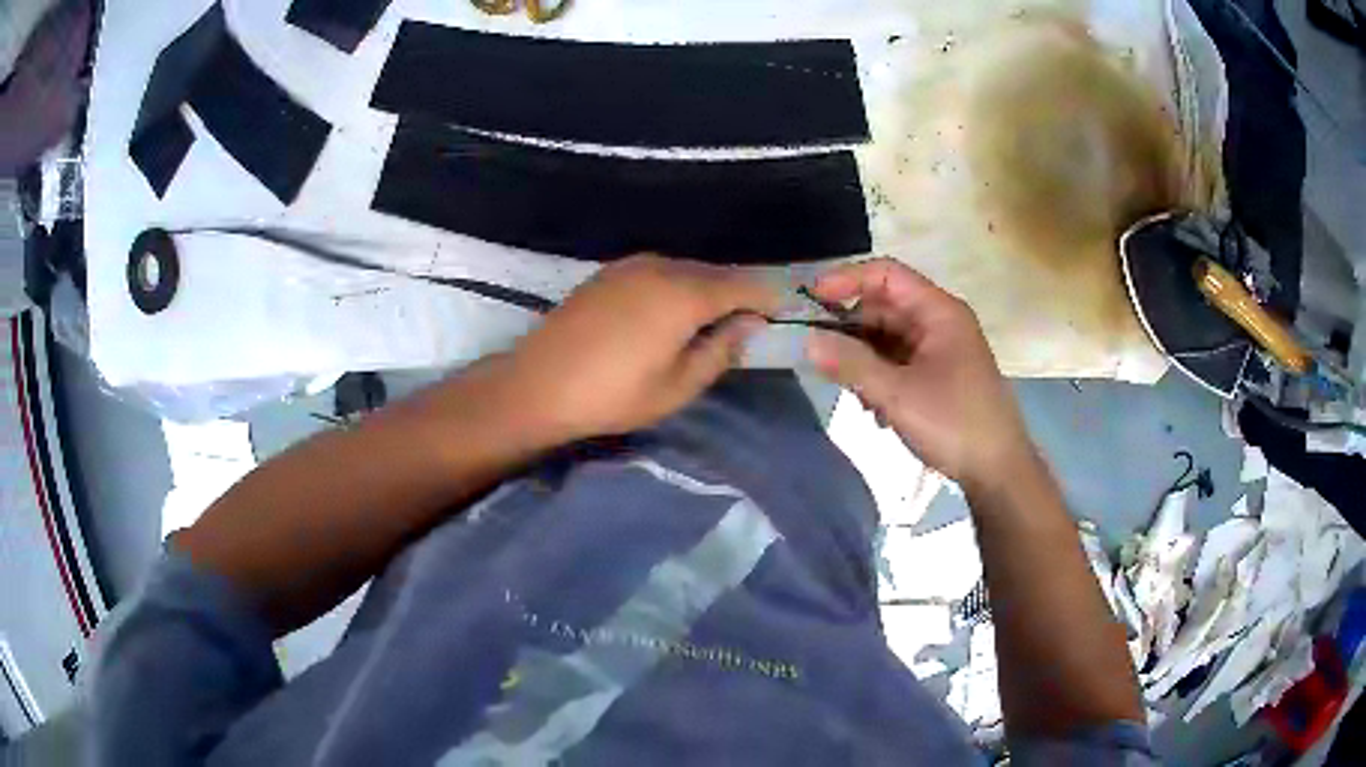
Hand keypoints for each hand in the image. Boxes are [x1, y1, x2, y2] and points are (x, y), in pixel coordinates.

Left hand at [502, 255, 778, 441]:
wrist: (538, 385)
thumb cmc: (613, 395)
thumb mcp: (677, 386)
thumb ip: (721, 350)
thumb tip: (750, 324)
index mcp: (684, 294)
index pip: (743, 285)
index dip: (766, 298)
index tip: (782, 314)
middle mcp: (661, 267)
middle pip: (714, 272)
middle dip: (737, 293)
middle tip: (749, 321)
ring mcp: (630, 266)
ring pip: (685, 269)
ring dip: (705, 288)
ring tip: (711, 319)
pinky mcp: (608, 273)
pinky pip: (658, 271)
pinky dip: (676, 285)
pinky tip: (669, 311)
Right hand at [805, 258, 1033, 486]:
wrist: (999, 471)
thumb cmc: (954, 424)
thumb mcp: (897, 394)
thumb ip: (851, 364)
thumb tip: (806, 341)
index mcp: (939, 312)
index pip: (886, 274)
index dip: (846, 280)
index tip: (810, 301)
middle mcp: (941, 322)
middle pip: (884, 307)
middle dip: (852, 330)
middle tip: (822, 357)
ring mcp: (942, 350)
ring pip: (889, 338)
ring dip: (864, 360)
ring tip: (854, 393)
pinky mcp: (940, 375)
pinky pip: (900, 362)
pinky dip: (880, 377)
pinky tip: (876, 411)